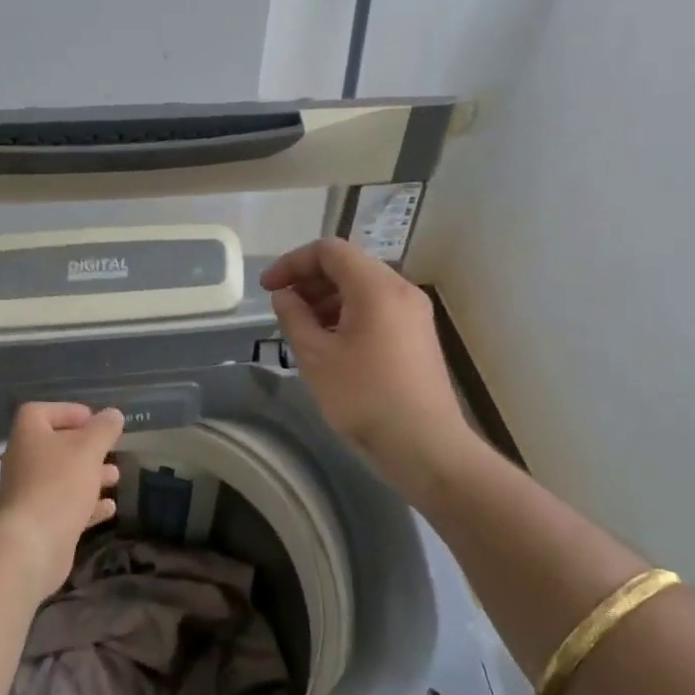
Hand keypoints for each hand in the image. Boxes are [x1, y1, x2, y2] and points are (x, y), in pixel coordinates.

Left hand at [0, 402, 124, 600]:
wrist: (32, 546)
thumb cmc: (59, 484)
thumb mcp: (88, 449)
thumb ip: (103, 429)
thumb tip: (114, 414)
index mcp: (29, 435)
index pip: (41, 411)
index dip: (67, 411)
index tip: (94, 420)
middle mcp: (24, 460)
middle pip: (56, 445)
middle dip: (86, 447)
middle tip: (110, 449)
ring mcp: (30, 493)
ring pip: (63, 477)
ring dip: (90, 475)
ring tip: (116, 477)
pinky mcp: (40, 522)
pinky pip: (66, 506)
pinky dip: (88, 504)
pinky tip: (110, 508)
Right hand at [260, 238, 472, 485]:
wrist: (425, 445)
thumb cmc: (364, 396)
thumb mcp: (316, 356)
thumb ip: (294, 317)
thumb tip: (285, 295)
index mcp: (376, 286)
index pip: (329, 250)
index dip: (292, 262)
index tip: (268, 288)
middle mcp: (401, 289)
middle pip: (349, 265)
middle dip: (310, 280)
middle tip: (283, 308)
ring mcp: (414, 313)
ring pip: (363, 288)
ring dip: (328, 298)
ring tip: (303, 328)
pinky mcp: (418, 335)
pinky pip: (378, 309)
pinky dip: (348, 314)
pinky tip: (331, 344)